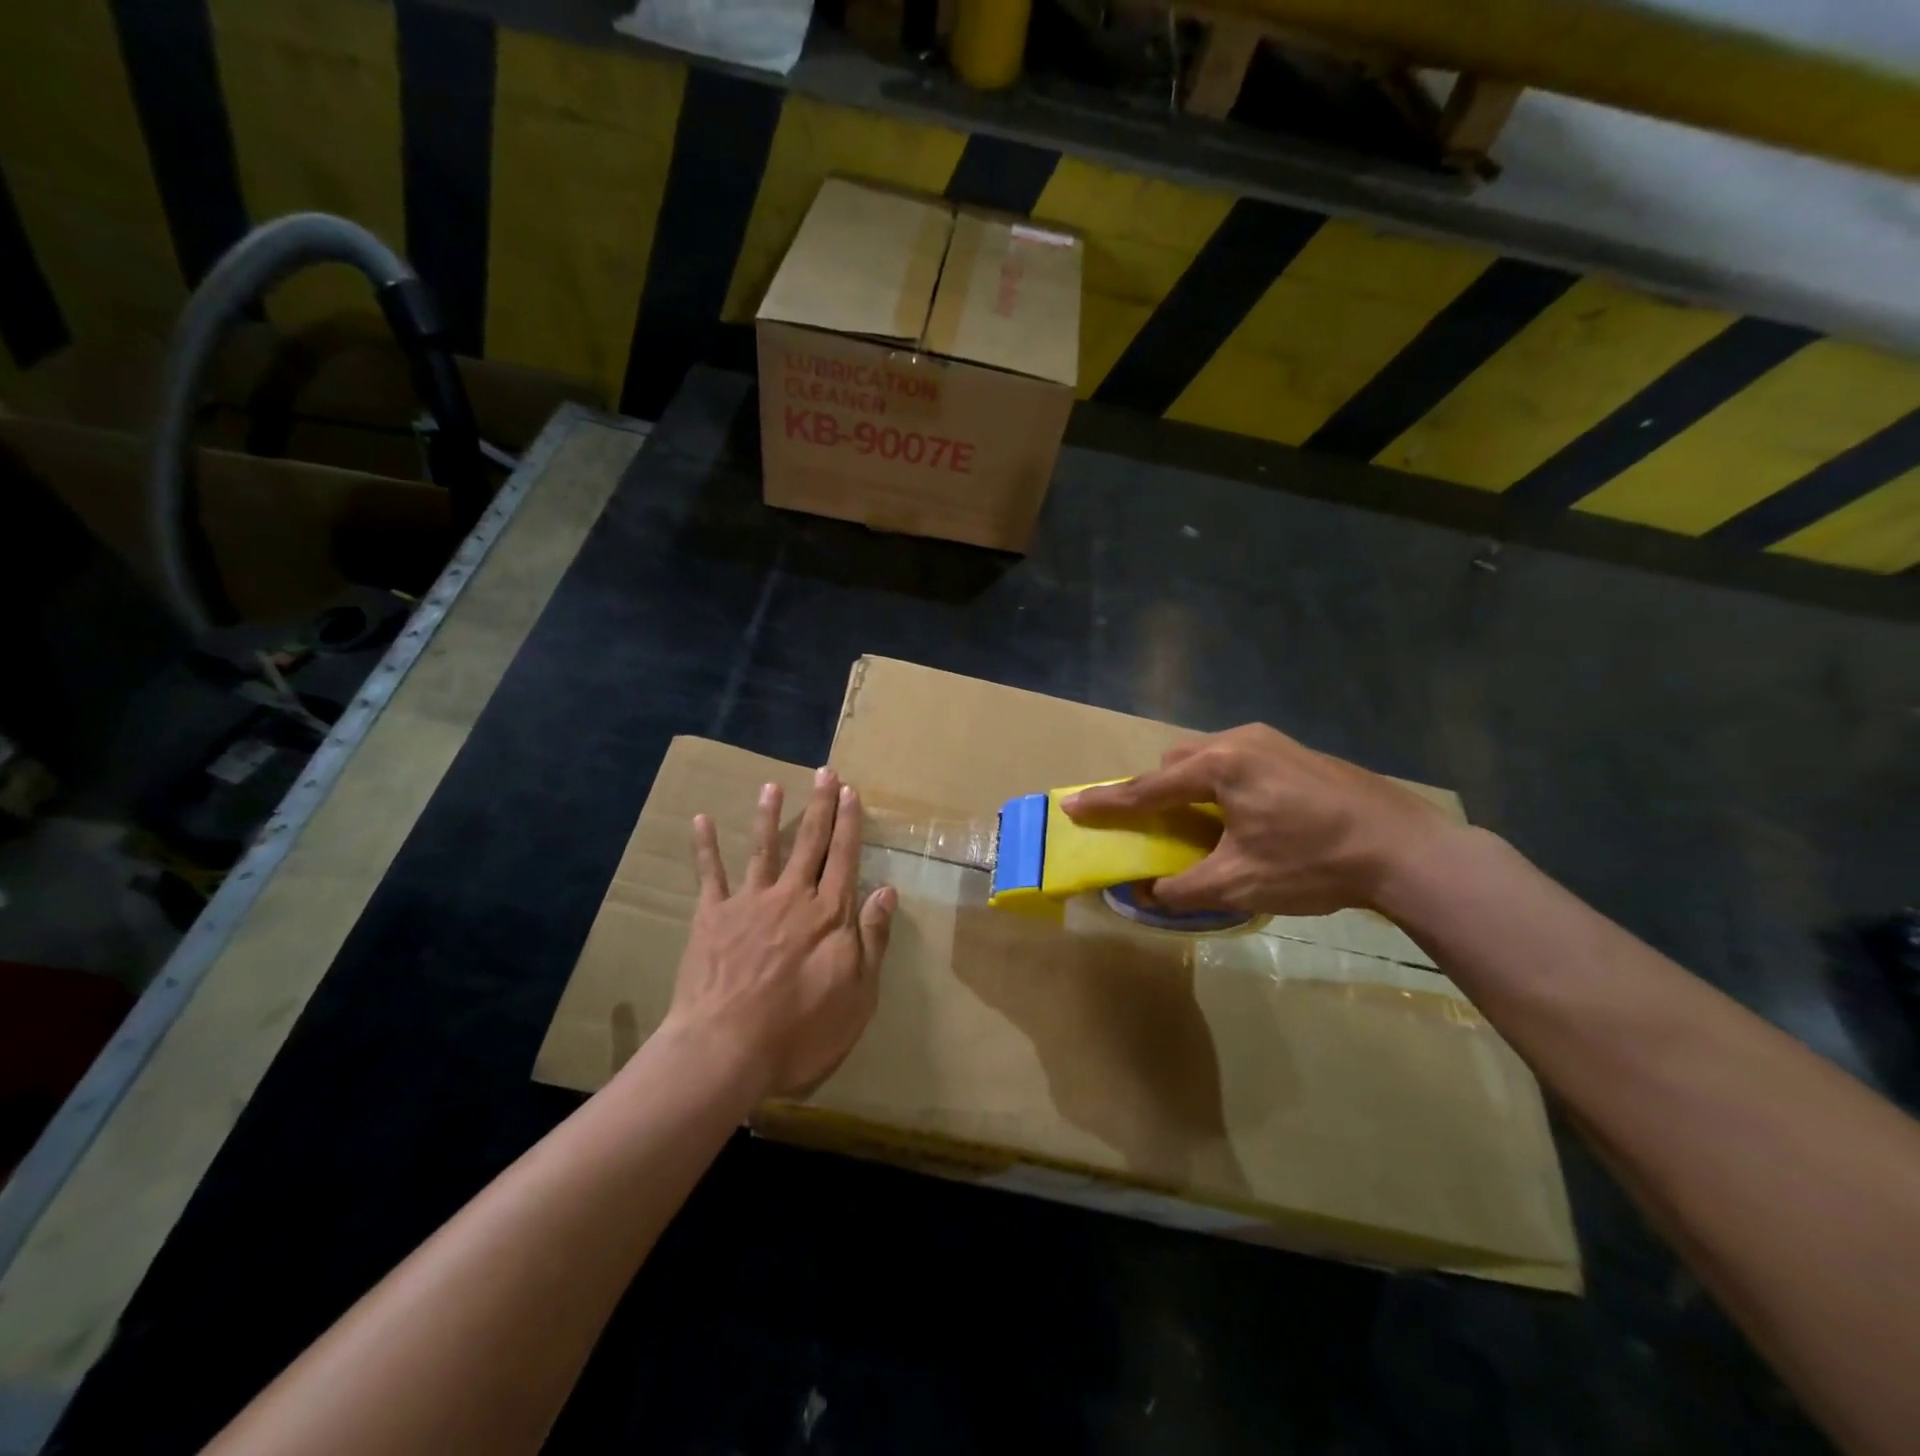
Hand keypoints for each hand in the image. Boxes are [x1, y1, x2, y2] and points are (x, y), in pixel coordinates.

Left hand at [666, 767, 896, 1099]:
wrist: (727, 1050)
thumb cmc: (802, 1031)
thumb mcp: (858, 994)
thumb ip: (872, 939)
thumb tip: (887, 890)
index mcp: (829, 914)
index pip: (845, 858)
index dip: (849, 824)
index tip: (851, 793)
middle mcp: (792, 897)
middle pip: (810, 843)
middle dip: (820, 806)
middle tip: (825, 773)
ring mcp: (750, 902)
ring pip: (764, 848)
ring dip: (769, 815)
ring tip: (772, 785)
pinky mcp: (712, 916)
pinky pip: (710, 874)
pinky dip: (706, 846)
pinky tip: (702, 820)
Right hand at [1063, 724, 1454, 916]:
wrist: (1405, 848)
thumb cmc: (1313, 863)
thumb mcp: (1240, 884)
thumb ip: (1182, 889)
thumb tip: (1145, 895)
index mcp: (1220, 767)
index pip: (1148, 788)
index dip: (1107, 802)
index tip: (1071, 805)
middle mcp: (1239, 741)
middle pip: (1176, 762)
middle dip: (1156, 790)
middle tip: (1155, 825)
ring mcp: (1271, 741)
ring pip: (1208, 757)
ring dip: (1191, 785)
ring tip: (1202, 822)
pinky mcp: (1295, 751)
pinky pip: (1237, 759)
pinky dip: (1221, 783)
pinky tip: (1244, 814)